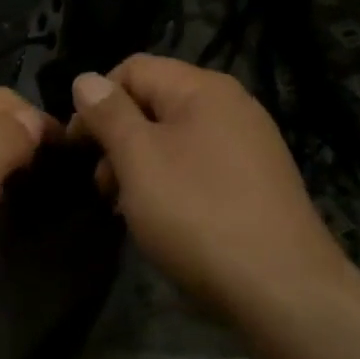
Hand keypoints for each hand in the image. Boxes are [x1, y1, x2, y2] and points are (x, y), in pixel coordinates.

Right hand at [68, 55, 345, 311]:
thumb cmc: (198, 214)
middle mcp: (232, 106)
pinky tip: (164, 220)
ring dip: (140, 166)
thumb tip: (86, 79)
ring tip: (128, 209)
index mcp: (203, 88)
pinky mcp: (257, 181)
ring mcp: (249, 144)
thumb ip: (109, 114)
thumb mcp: (139, 159)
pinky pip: (199, 166)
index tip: (76, 147)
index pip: (133, 69)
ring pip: (174, 139)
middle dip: (117, 139)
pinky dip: (171, 183)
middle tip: (102, 187)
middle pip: (154, 103)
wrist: (283, 289)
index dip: (96, 101)